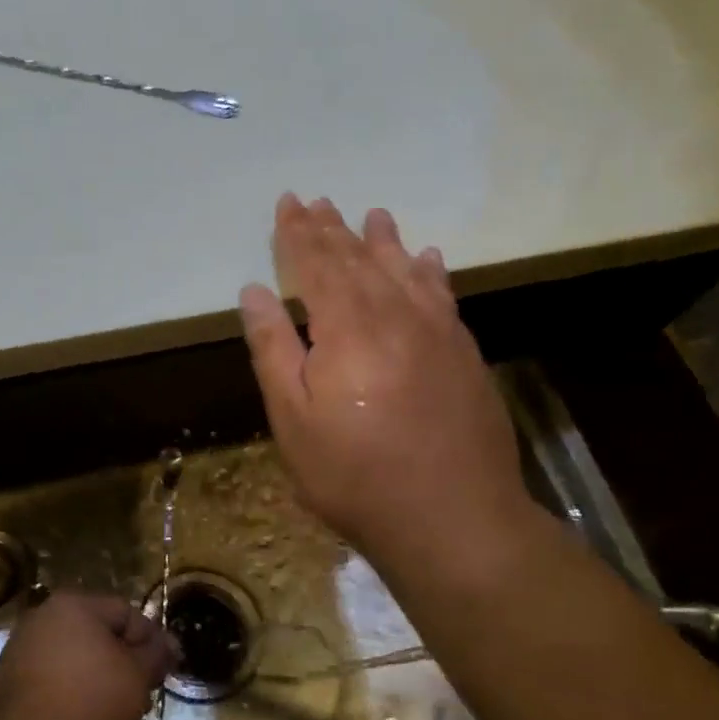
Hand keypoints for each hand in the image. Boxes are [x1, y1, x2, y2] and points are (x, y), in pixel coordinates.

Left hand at [0, 591, 175, 719]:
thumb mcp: (137, 677)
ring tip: (114, 712)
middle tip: (141, 693)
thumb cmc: (88, 703)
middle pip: (98, 634)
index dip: (151, 640)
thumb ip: (156, 654)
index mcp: (74, 604)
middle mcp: (43, 615)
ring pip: (75, 657)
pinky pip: (52, 677)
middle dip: (124, 661)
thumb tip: (169, 643)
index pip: (127, 613)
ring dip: (99, 678)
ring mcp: (20, 647)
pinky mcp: (7, 679)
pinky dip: (71, 692)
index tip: (164, 670)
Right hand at [238, 194, 544, 584]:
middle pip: (358, 260)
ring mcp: (437, 332)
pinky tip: (426, 259)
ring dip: (382, 241)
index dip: (298, 233)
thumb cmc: (355, 475)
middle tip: (316, 201)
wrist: (453, 518)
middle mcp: (394, 315)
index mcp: (346, 328)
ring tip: (372, 215)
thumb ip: (274, 350)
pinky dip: (429, 272)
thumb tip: (255, 291)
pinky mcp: (464, 353)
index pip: (317, 265)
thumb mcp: (294, 420)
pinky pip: (443, 296)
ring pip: (403, 270)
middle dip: (333, 229)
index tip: (287, 203)